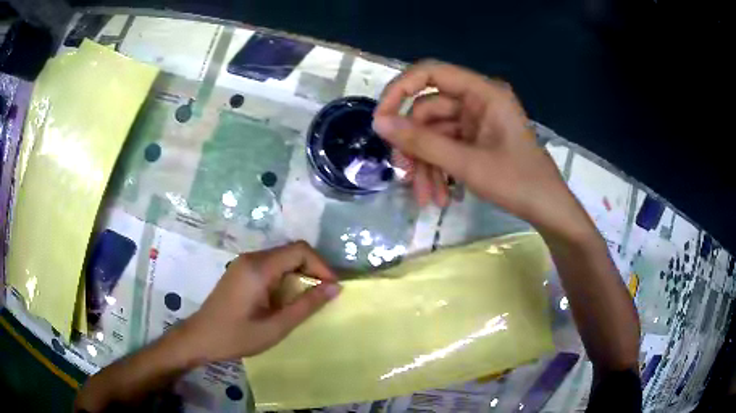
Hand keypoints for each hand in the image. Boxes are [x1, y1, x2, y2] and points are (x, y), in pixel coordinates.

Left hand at [179, 241, 340, 362]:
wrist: (200, 337)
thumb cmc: (236, 336)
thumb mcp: (275, 327)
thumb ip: (306, 305)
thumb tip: (335, 288)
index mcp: (259, 268)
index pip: (300, 250)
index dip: (321, 266)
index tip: (331, 289)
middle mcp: (251, 258)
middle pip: (291, 251)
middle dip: (312, 270)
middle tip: (323, 296)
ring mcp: (243, 262)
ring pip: (281, 258)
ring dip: (299, 274)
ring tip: (307, 300)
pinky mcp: (240, 270)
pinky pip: (270, 265)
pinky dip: (285, 277)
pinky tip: (285, 299)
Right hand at [374, 60, 586, 234]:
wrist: (547, 209)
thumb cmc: (517, 182)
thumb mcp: (467, 163)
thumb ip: (422, 142)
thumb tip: (379, 124)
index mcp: (483, 92)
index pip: (430, 73)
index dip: (400, 90)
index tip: (381, 120)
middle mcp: (478, 100)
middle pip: (428, 111)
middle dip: (416, 147)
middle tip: (405, 176)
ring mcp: (477, 121)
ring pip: (435, 134)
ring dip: (426, 166)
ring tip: (427, 199)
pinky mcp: (476, 139)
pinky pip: (446, 147)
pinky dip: (439, 170)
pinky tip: (440, 196)